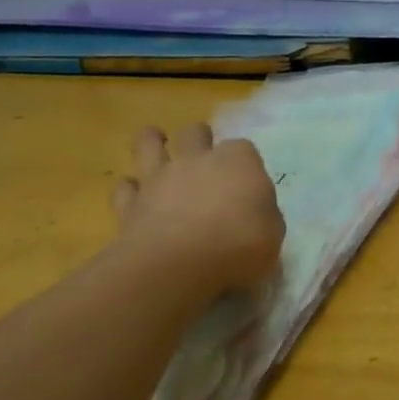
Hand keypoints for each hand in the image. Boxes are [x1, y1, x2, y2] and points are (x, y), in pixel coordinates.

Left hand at [110, 123, 283, 292]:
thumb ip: (263, 215)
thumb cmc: (238, 246)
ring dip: (153, 144)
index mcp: (238, 161)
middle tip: (203, 161)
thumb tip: (255, 213)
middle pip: (195, 133)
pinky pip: (125, 188)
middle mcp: (197, 159)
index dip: (244, 165)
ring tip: (158, 151)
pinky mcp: (130, 203)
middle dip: (199, 140)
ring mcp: (160, 177)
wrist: (178, 266)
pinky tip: (137, 201)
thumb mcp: (273, 233)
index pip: (244, 149)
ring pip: (149, 143)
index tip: (247, 185)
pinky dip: (130, 191)